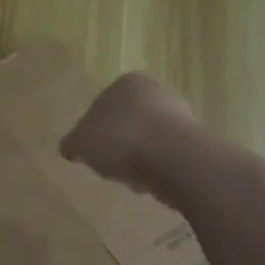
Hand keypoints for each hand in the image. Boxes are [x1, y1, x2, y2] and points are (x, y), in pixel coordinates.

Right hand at [60, 72, 194, 200]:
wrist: (174, 159)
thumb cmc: (121, 139)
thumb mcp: (82, 142)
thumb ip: (72, 143)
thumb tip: (69, 147)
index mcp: (126, 83)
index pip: (102, 105)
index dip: (93, 131)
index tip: (91, 152)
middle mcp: (155, 91)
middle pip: (127, 122)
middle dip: (118, 144)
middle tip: (109, 166)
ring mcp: (179, 115)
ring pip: (147, 140)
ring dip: (138, 158)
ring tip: (130, 178)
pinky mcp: (195, 141)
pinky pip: (166, 156)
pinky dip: (156, 168)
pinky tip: (150, 182)